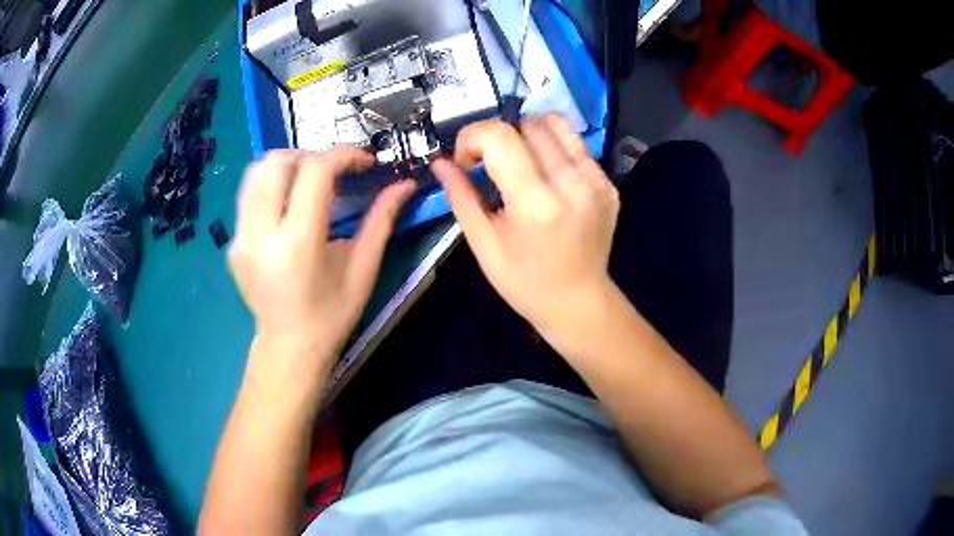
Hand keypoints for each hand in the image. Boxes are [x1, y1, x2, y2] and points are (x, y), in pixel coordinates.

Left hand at [229, 148, 415, 372]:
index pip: (315, 172)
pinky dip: (271, 185)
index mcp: (298, 244)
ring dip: (287, 165)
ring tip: (309, 182)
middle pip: (278, 161)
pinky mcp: (232, 243)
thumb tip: (405, 184)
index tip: (363, 162)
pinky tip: (288, 206)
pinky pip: (248, 195)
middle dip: (311, 155)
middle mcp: (261, 235)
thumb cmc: (332, 315)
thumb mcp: (363, 270)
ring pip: (256, 171)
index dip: (343, 155)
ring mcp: (241, 238)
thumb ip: (382, 220)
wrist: (289, 348)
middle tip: (333, 172)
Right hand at [431, 114, 618, 338]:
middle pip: (527, 123)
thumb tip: (440, 163)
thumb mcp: (483, 244)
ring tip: (520, 162)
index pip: (499, 136)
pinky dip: (553, 149)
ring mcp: (596, 181)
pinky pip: (575, 145)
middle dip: (499, 136)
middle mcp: (571, 183)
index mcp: (535, 202)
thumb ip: (461, 197)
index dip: (472, 138)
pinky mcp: (608, 183)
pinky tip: (547, 177)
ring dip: (528, 134)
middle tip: (491, 164)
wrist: (578, 302)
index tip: (466, 161)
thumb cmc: (524, 282)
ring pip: (555, 124)